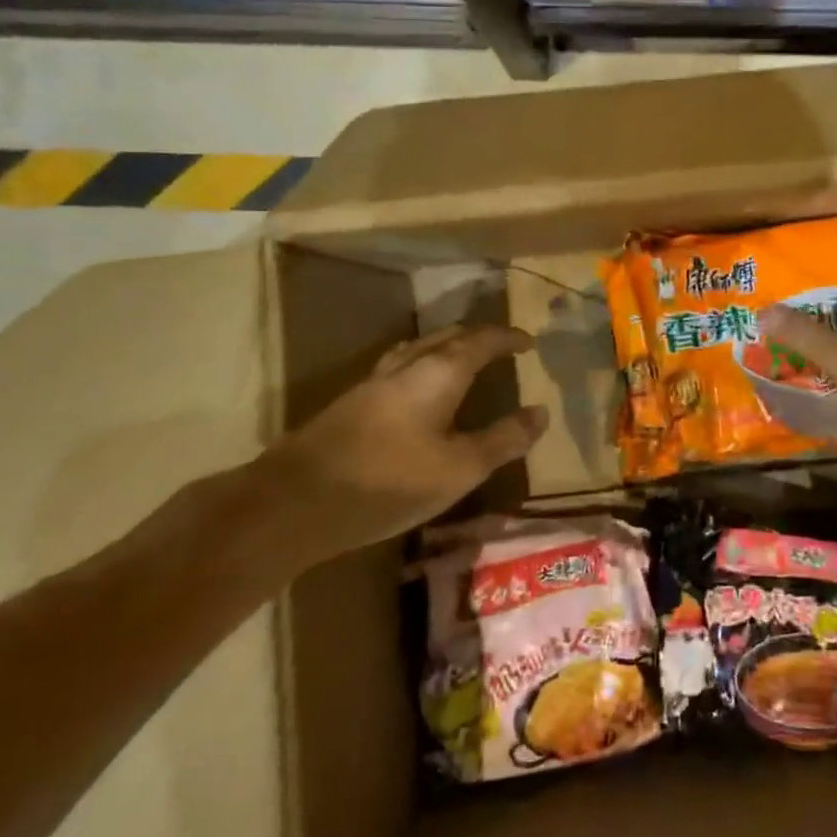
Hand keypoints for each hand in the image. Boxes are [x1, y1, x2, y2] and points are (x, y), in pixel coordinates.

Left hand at [255, 324, 548, 566]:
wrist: (295, 500)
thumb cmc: (389, 480)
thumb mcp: (459, 468)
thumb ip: (503, 440)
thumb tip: (541, 412)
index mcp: (439, 371)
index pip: (482, 340)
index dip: (508, 339)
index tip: (528, 342)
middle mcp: (408, 364)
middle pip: (449, 336)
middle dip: (479, 337)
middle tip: (501, 347)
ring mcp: (375, 380)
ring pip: (420, 348)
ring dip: (448, 346)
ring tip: (463, 358)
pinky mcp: (352, 401)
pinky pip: (401, 366)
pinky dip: (424, 364)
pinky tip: (417, 391)